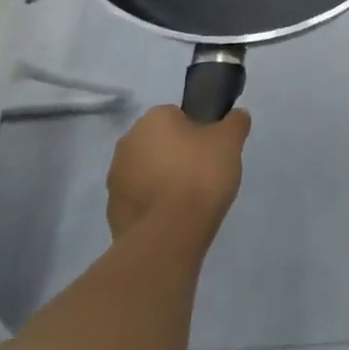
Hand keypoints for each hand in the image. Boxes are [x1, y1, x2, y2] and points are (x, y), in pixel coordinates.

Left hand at [106, 104, 251, 244]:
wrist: (169, 234)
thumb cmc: (200, 175)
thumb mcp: (230, 141)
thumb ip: (235, 122)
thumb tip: (236, 115)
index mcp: (152, 119)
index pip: (178, 116)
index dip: (198, 132)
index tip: (211, 150)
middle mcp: (127, 143)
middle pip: (159, 143)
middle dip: (177, 155)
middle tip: (203, 173)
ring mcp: (115, 178)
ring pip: (146, 171)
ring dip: (162, 180)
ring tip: (189, 200)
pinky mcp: (112, 211)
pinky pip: (138, 200)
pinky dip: (153, 205)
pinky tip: (173, 217)